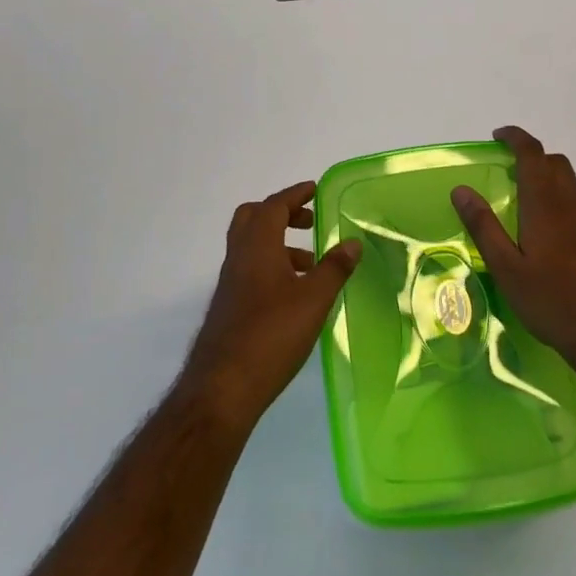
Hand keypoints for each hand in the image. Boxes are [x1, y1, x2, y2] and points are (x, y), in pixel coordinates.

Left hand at [179, 181, 362, 430]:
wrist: (223, 386)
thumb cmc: (272, 335)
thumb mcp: (313, 299)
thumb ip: (334, 268)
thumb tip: (352, 243)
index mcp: (257, 247)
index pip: (273, 206)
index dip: (294, 194)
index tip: (314, 189)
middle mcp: (238, 257)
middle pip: (252, 218)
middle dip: (281, 213)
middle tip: (309, 222)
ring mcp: (230, 282)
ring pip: (251, 246)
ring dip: (279, 243)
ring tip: (310, 263)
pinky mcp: (229, 306)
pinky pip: (250, 269)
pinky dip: (271, 266)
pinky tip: (293, 293)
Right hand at [453, 127, 575, 385]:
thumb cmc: (552, 303)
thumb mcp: (507, 269)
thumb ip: (484, 227)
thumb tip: (461, 190)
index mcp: (546, 207)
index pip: (533, 154)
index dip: (516, 137)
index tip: (499, 135)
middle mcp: (574, 208)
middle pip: (558, 165)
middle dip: (535, 158)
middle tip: (512, 172)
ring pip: (572, 193)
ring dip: (551, 189)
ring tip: (529, 218)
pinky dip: (566, 217)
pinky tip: (557, 252)